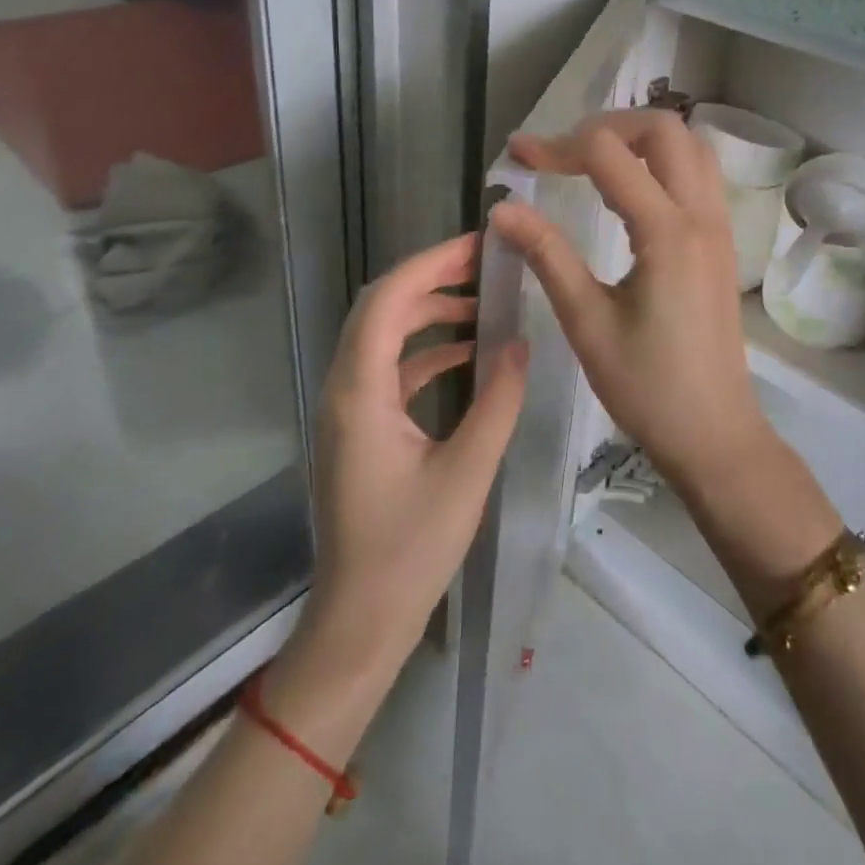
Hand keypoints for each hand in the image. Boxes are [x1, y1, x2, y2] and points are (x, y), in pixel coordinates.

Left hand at [301, 232, 528, 681]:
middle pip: (380, 307)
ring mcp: (348, 407)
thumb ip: (498, 403)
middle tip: (485, 263)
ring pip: (383, 334)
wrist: (360, 619)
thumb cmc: (410, 550)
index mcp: (360, 392)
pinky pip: (390, 367)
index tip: (478, 246)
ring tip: (482, 300)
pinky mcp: (360, 425)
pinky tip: (467, 352)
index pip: (387, 301)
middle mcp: (344, 388)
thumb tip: (521, 343)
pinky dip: (425, 349)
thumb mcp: (467, 474)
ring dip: (428, 311)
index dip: (431, 264)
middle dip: (431, 277)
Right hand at [491, 109, 842, 616]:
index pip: (608, 154)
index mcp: (667, 231)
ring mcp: (718, 227)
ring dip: (639, 140)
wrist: (714, 433)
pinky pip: (698, 175)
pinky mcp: (721, 243)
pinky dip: (661, 163)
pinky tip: (626, 194)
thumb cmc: (646, 386)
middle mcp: (701, 215)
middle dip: (606, 126)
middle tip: (562, 154)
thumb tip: (502, 208)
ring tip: (591, 164)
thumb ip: (547, 254)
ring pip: (689, 146)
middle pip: (663, 129)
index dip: (556, 146)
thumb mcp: (586, 321)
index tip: (517, 157)